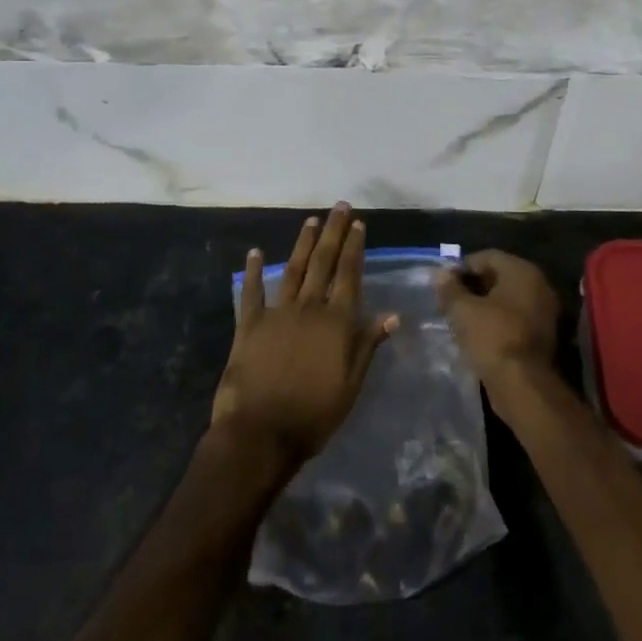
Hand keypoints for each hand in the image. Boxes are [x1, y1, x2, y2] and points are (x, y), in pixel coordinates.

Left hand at [211, 204, 397, 465]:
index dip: (355, 247)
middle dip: (333, 233)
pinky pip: (251, 293)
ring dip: (303, 243)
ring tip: (311, 220)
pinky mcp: (248, 325)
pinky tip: (253, 253)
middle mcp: (309, 308)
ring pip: (292, 269)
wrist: (260, 434)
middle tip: (340, 207)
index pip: (349, 275)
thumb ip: (368, 345)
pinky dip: (253, 272)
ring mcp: (277, 313)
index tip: (359, 224)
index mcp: (336, 322)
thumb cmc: (314, 414)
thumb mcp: (351, 385)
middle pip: (323, 262)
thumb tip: (393, 315)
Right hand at [435, 250, 560, 388]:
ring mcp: (544, 311)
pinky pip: (514, 318)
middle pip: (499, 276)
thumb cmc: (491, 337)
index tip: (443, 282)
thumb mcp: (462, 310)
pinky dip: (496, 321)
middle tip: (449, 300)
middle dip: (472, 286)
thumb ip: (449, 288)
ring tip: (459, 318)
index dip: (462, 267)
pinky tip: (477, 333)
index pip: (487, 256)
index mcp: (522, 271)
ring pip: (507, 299)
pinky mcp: (543, 335)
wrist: (522, 384)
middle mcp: (538, 285)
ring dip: (484, 305)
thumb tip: (439, 273)